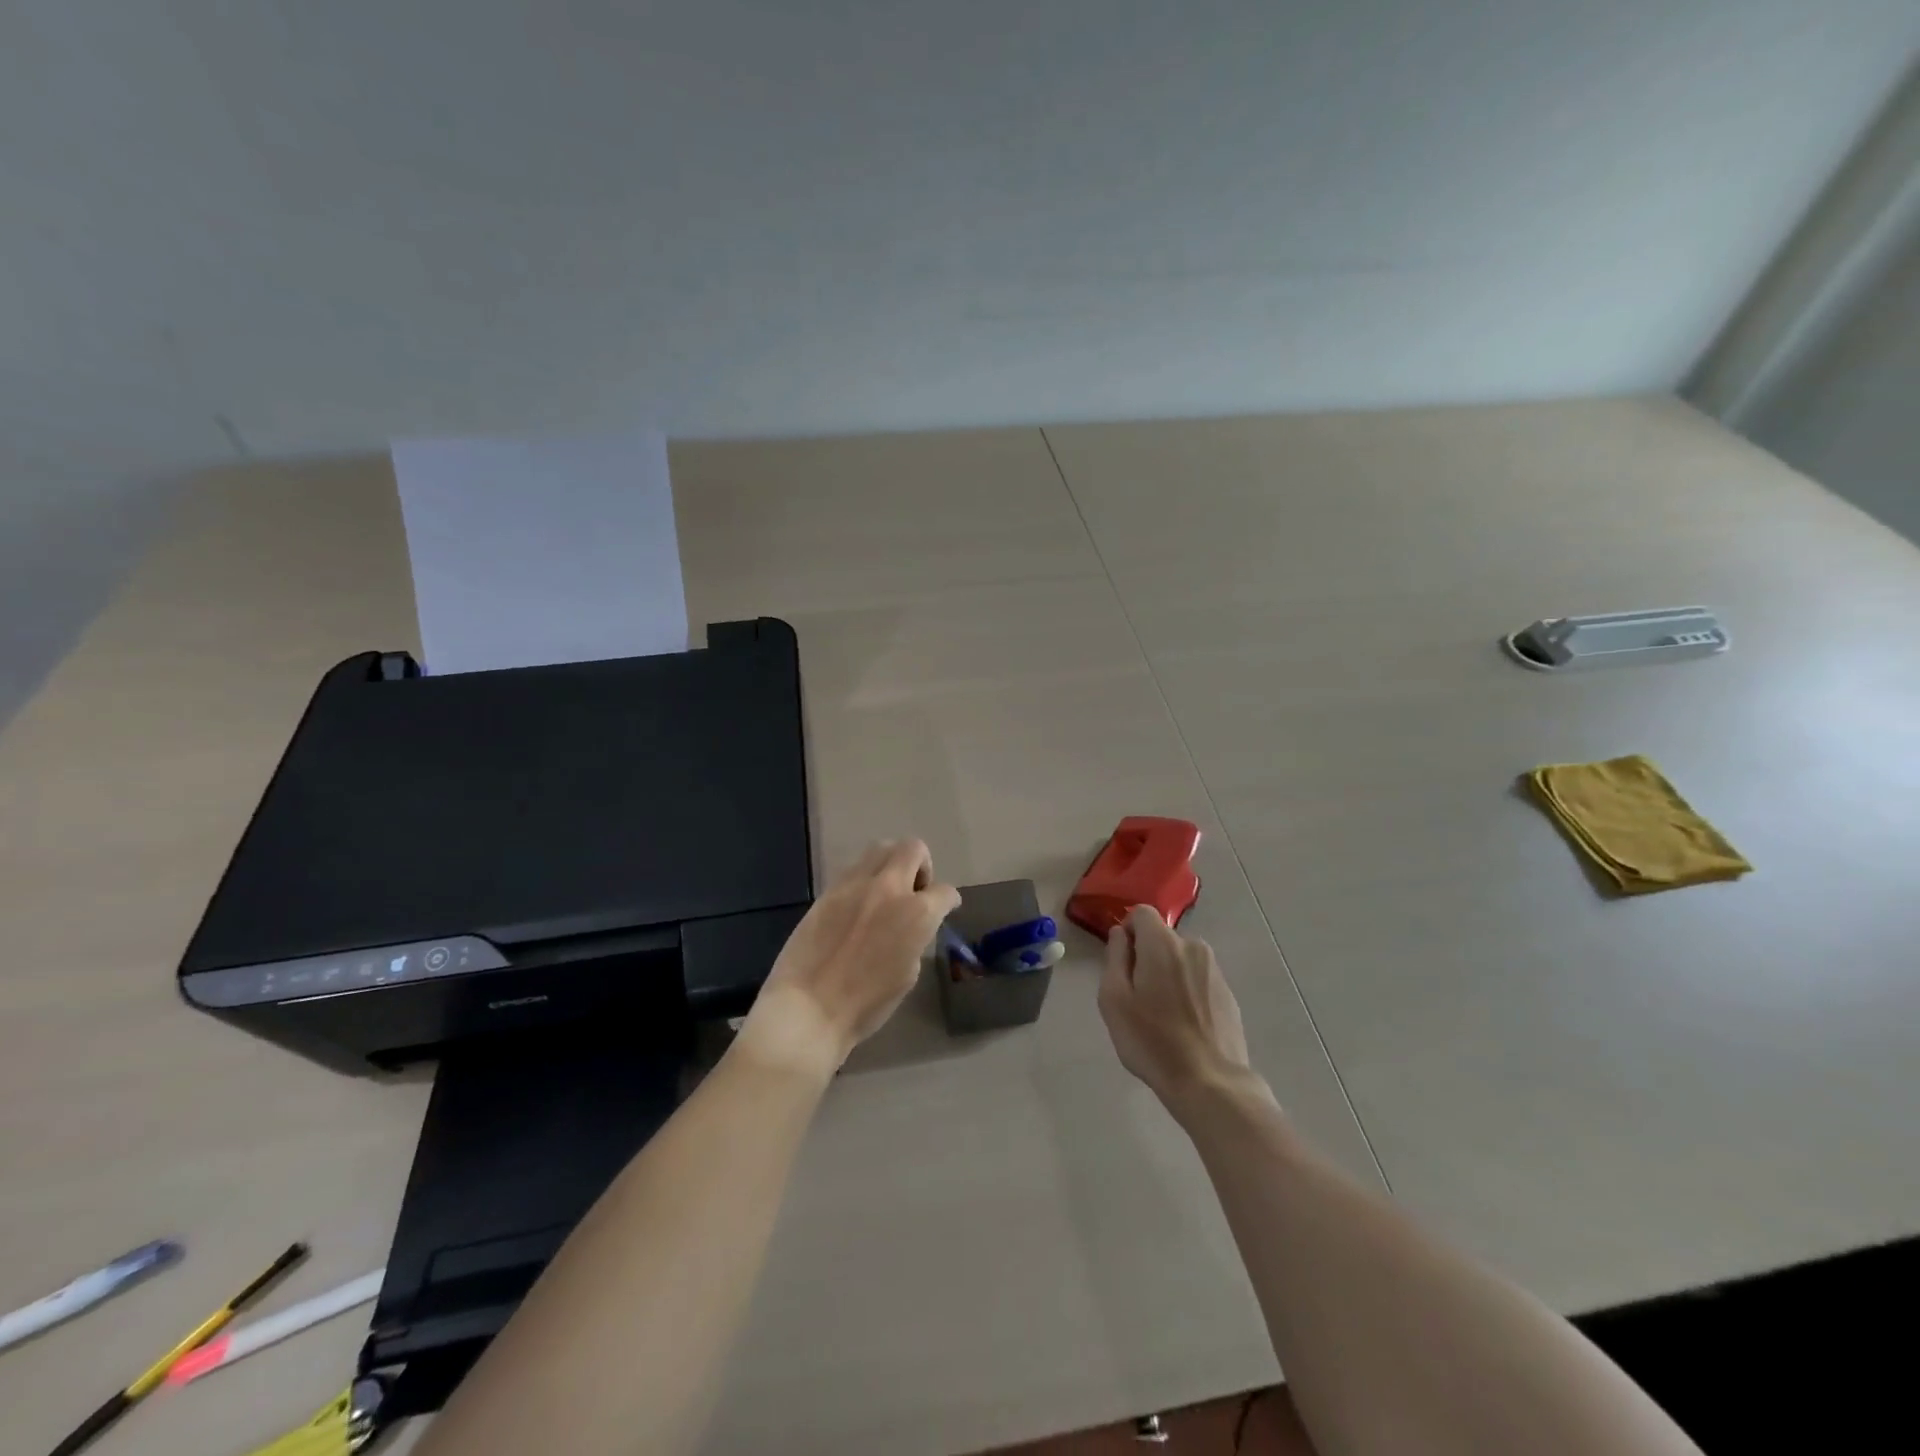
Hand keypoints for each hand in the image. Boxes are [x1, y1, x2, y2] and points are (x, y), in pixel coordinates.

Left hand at [737, 839, 960, 1079]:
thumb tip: (910, 926)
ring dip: (892, 862)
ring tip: (887, 890)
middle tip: (915, 890)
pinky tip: (860, 902)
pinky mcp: (829, 890)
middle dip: (922, 865)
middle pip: (913, 848)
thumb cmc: (865, 1005)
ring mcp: (855, 884)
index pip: (944, 891)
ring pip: (881, 848)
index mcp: (916, 913)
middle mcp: (889, 888)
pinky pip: (854, 868)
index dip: (949, 900)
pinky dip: (866, 877)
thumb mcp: (907, 974)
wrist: (808, 1008)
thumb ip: (915, 937)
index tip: (946, 906)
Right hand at [1098, 904, 1260, 1112]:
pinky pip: (1198, 981)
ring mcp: (1214, 971)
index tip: (1122, 963)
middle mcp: (1193, 947)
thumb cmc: (1151, 1039)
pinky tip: (1183, 1027)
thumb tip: (1121, 934)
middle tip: (1137, 998)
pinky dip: (1187, 993)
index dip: (1127, 931)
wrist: (1209, 1082)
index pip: (1142, 913)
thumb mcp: (1114, 998)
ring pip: (1181, 960)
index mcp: (1163, 943)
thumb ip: (1115, 957)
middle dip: (1147, 957)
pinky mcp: (1228, 995)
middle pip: (1161, 938)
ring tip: (1161, 1016)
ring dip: (1168, 976)